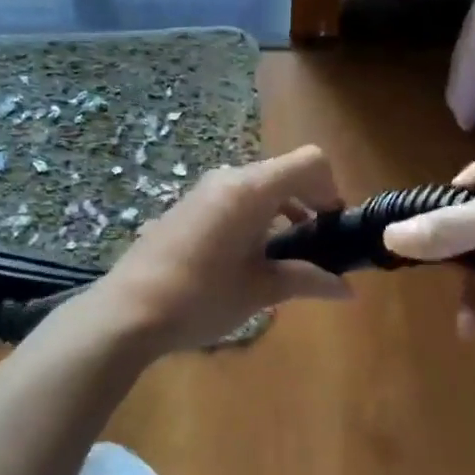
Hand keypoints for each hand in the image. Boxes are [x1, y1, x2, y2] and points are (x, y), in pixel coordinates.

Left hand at [92, 145, 352, 353]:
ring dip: (281, 211)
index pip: (309, 162)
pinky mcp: (186, 207)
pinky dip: (254, 216)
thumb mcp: (260, 291)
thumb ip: (307, 280)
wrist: (127, 312)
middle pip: (284, 173)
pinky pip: (233, 198)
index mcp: (250, 190)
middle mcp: (227, 179)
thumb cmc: (201, 299)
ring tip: (283, 257)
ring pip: (258, 186)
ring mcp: (202, 191)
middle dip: (308, 202)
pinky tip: (246, 257)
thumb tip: (347, 290)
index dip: (330, 189)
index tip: (332, 227)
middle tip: (315, 247)